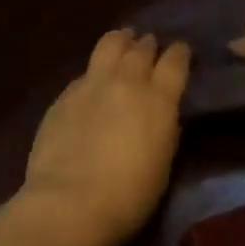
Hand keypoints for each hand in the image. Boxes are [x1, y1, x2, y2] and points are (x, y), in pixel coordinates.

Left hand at [19, 29, 190, 245]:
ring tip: (123, 41)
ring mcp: (91, 84)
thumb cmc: (129, 196)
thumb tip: (163, 113)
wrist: (70, 204)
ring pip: (109, 45)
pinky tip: (93, 81)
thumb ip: (164, 128)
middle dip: (148, 44)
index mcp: (159, 99)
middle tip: (149, 46)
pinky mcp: (64, 96)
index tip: (181, 51)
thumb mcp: (163, 162)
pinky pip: (84, 73)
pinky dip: (94, 72)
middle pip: (141, 48)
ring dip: (120, 41)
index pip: (175, 61)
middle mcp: (127, 81)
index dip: (180, 52)